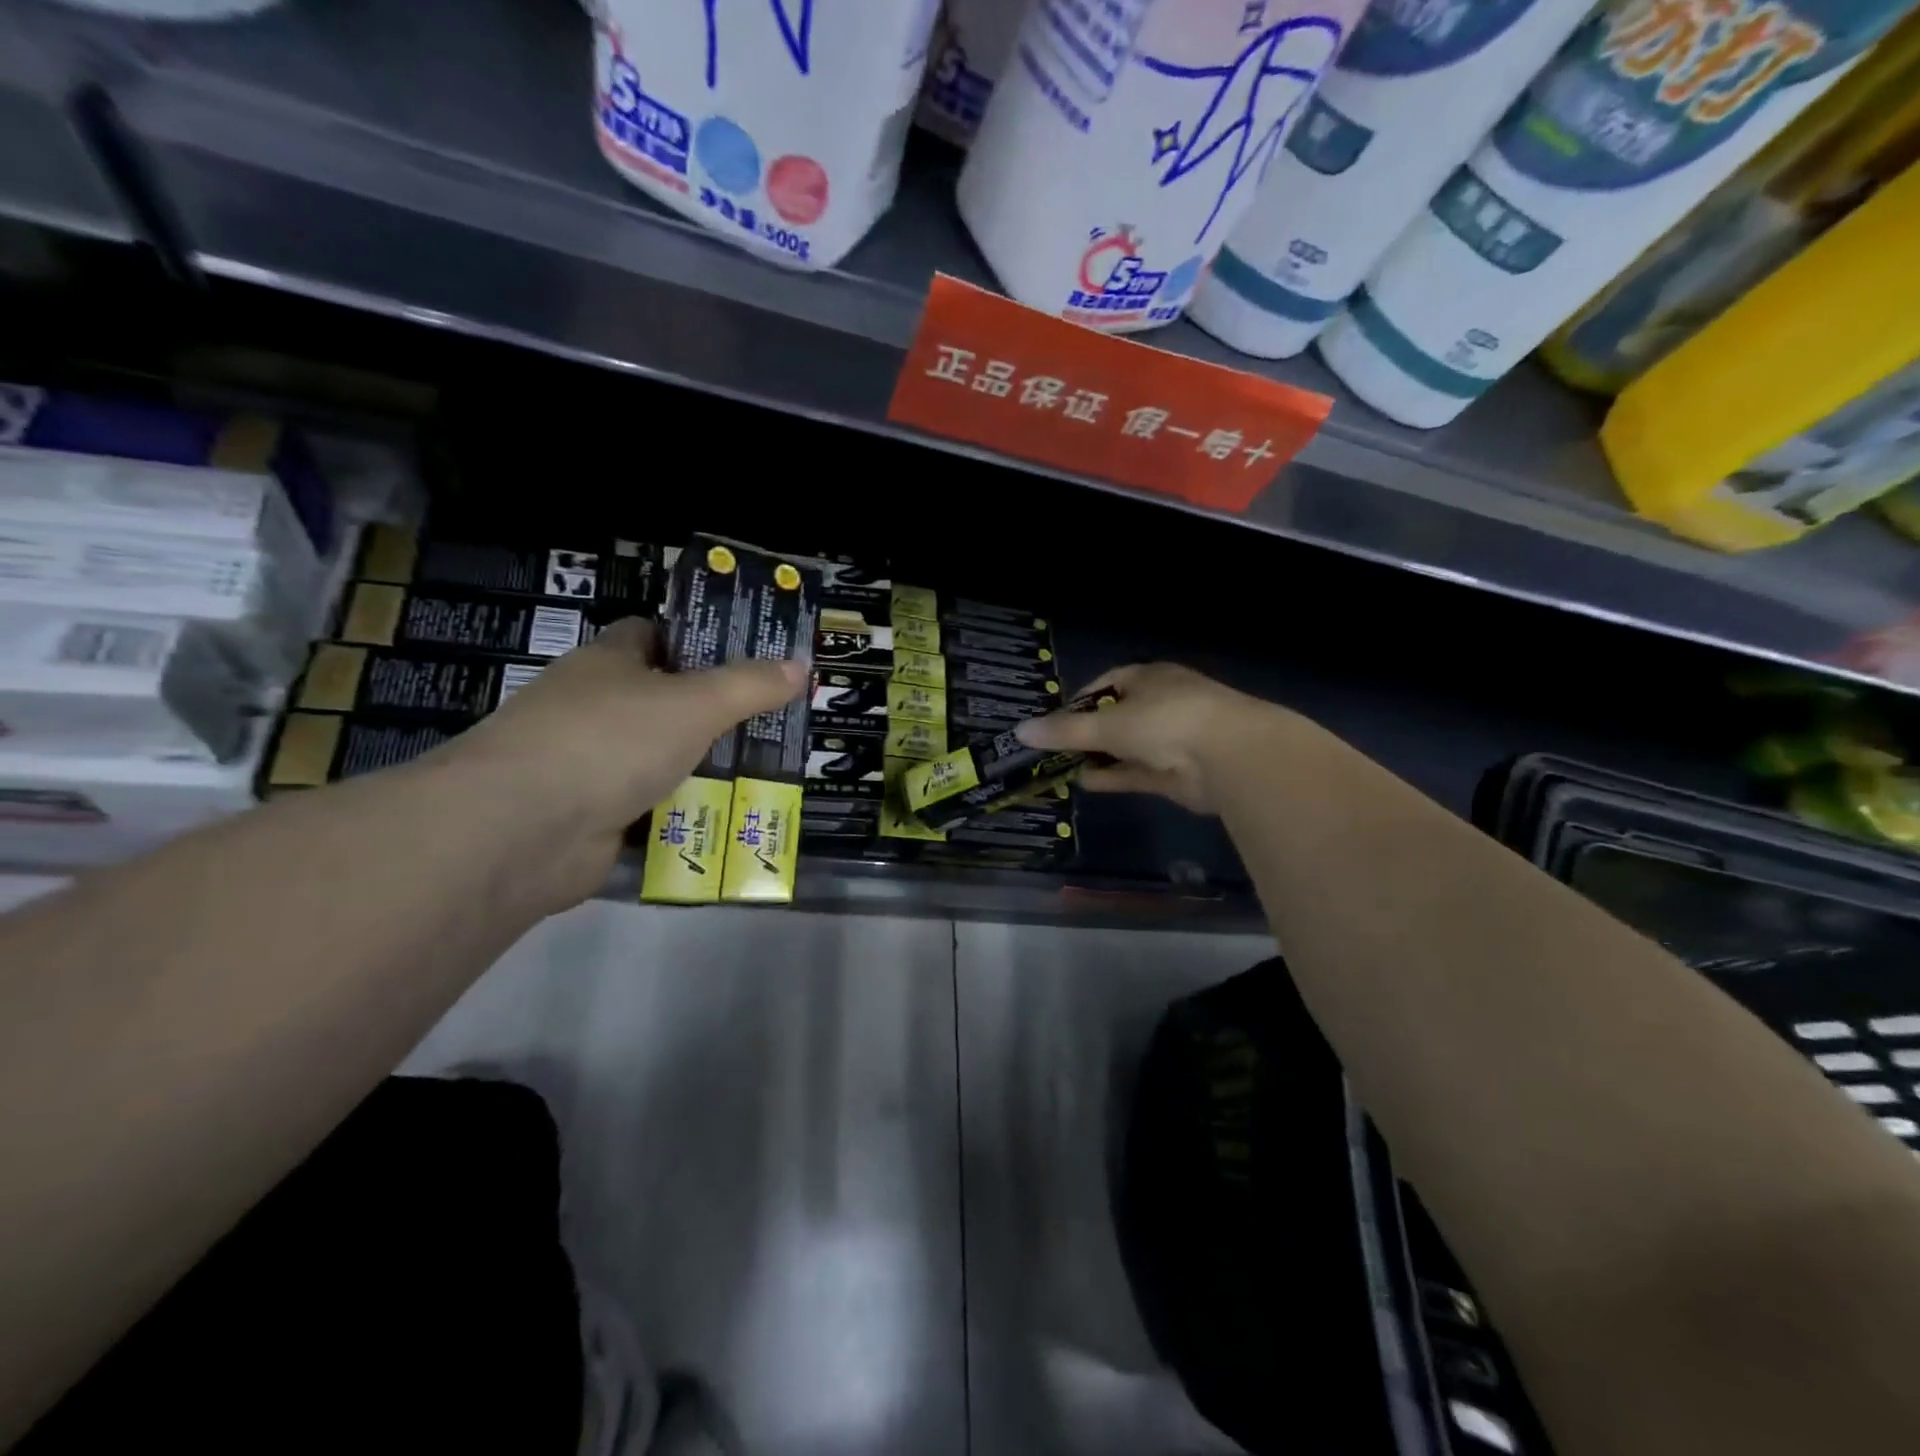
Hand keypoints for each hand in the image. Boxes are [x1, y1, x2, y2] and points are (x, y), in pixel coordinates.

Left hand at [432, 617, 804, 904]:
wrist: (521, 831)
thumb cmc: (609, 741)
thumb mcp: (693, 704)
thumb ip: (748, 686)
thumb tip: (799, 666)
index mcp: (607, 662)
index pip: (654, 634)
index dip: (699, 641)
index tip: (748, 658)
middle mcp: (593, 707)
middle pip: (662, 700)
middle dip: (714, 712)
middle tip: (773, 721)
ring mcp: (587, 764)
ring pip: (660, 757)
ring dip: (702, 767)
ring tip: (765, 771)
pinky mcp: (590, 816)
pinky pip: (650, 807)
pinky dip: (682, 813)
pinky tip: (727, 818)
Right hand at [1014, 662, 1296, 814]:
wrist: (1230, 757)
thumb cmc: (1165, 721)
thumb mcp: (1107, 724)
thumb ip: (1065, 731)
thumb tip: (1021, 731)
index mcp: (1148, 678)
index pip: (1107, 683)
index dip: (1079, 700)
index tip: (1054, 720)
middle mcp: (1160, 704)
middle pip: (1115, 717)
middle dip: (1086, 733)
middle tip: (1052, 749)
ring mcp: (1170, 739)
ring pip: (1125, 747)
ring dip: (1098, 757)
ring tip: (1060, 769)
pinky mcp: (1175, 773)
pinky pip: (1136, 772)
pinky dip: (1113, 777)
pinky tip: (1084, 784)